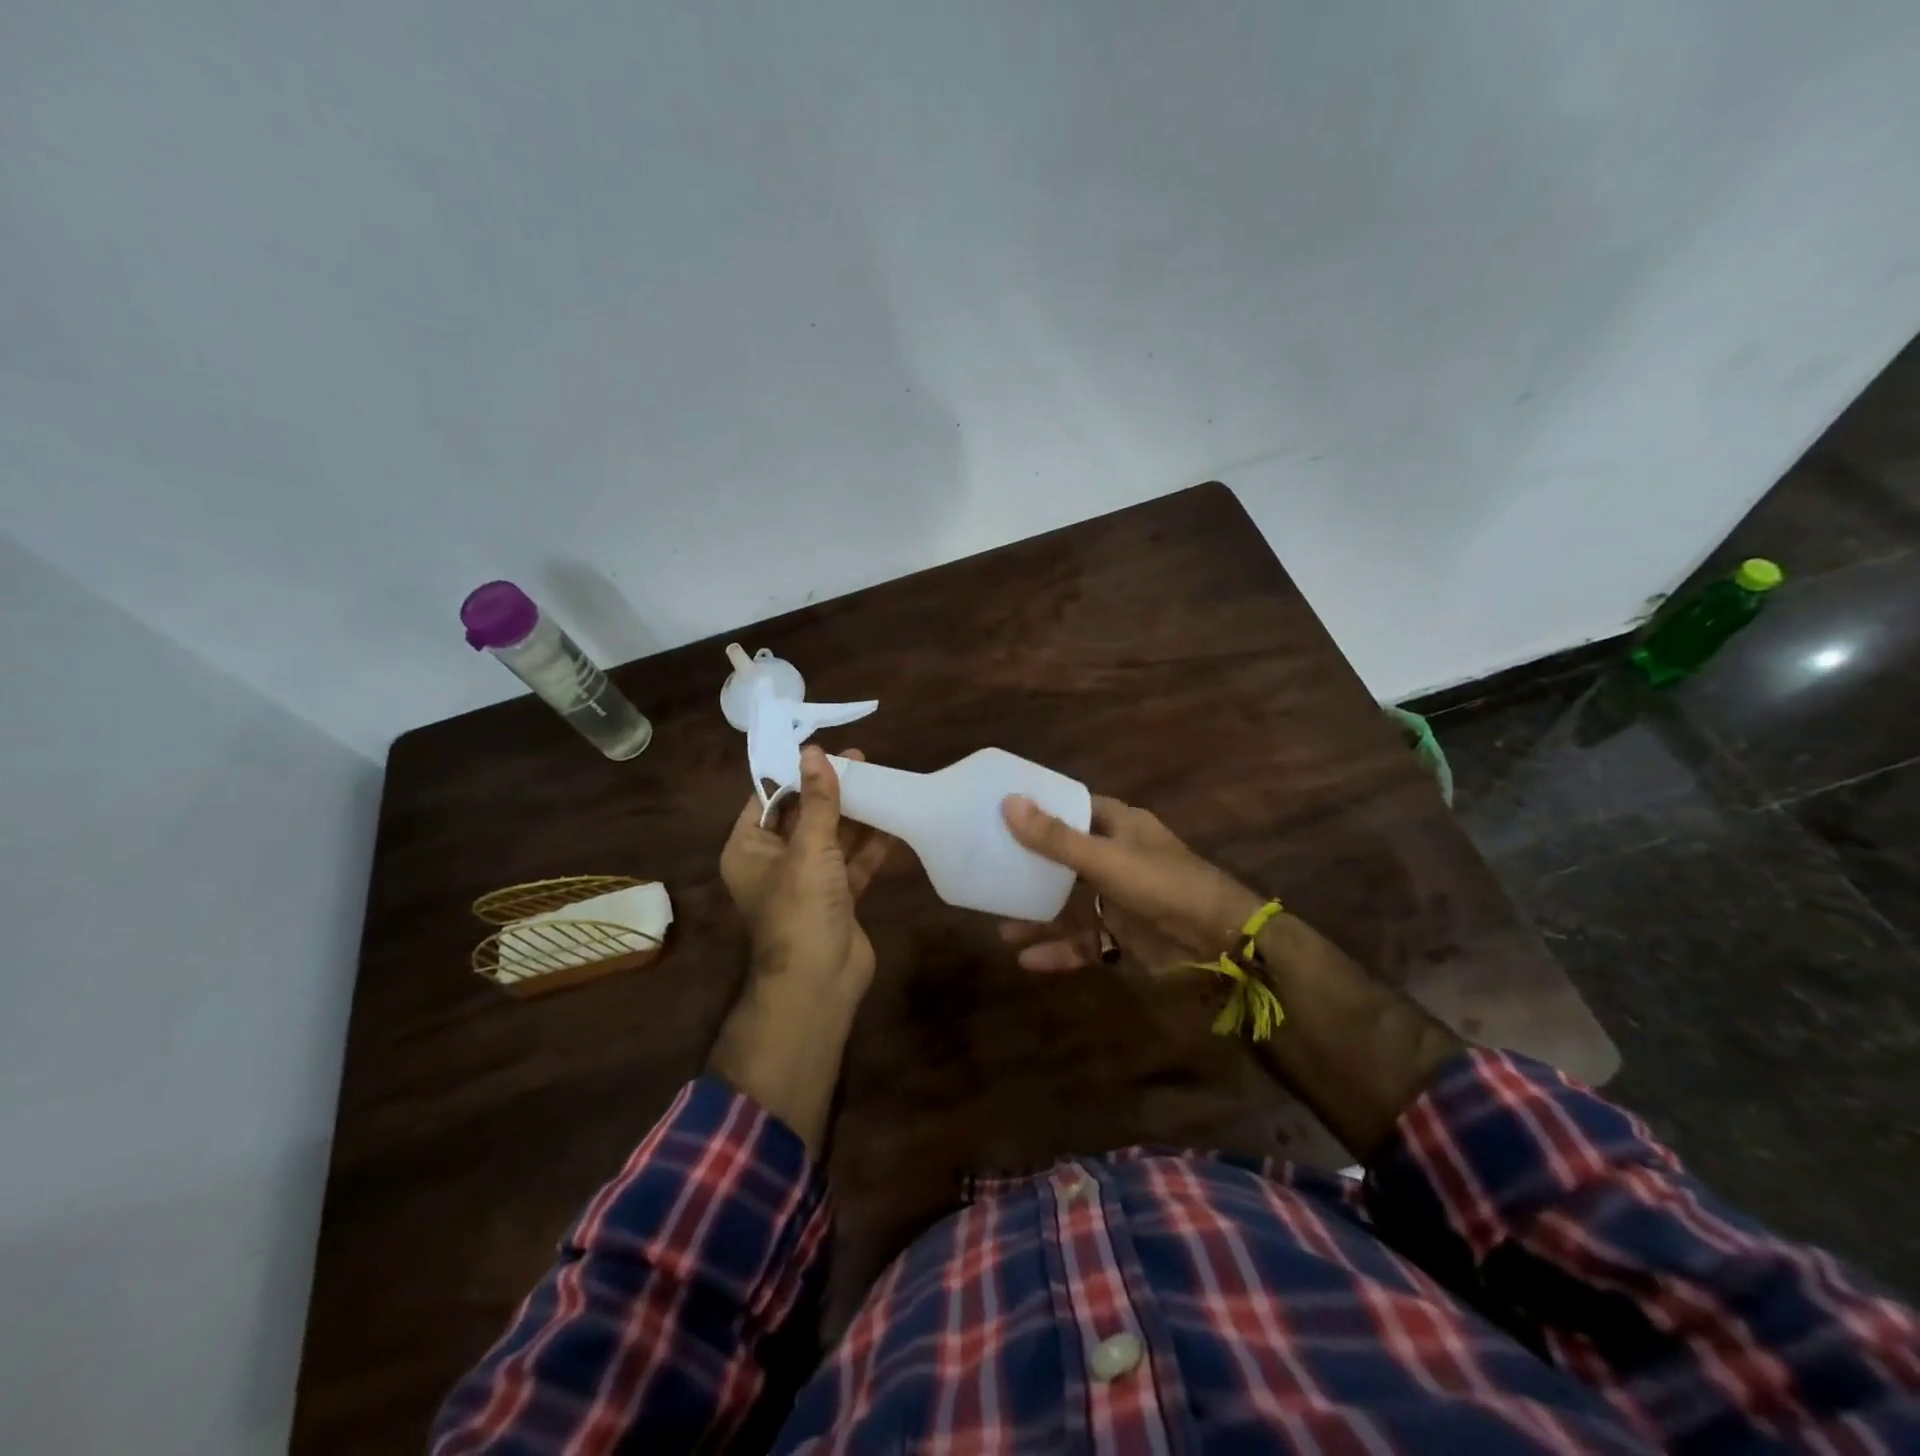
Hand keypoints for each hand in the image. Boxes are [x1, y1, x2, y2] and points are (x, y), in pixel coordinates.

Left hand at [720, 745, 893, 996]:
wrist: (819, 981)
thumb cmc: (800, 907)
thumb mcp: (808, 847)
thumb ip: (817, 800)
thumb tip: (814, 751)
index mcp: (749, 848)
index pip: (768, 798)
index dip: (795, 772)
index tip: (823, 747)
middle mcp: (774, 861)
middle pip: (804, 815)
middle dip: (830, 790)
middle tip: (860, 759)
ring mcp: (808, 880)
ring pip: (832, 837)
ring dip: (854, 813)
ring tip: (881, 779)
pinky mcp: (838, 896)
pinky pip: (853, 861)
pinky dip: (871, 843)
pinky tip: (894, 817)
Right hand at [998, 793, 1263, 974]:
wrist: (1218, 942)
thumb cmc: (1162, 884)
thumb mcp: (1104, 858)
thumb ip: (1055, 838)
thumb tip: (1008, 802)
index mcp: (1118, 825)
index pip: (1073, 808)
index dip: (1040, 809)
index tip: (1002, 812)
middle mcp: (1115, 857)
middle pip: (1064, 858)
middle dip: (1030, 868)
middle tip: (990, 871)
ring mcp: (1118, 898)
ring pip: (1070, 904)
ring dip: (1038, 916)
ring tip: (1000, 927)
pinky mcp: (1122, 934)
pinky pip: (1083, 940)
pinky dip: (1058, 950)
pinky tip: (1027, 960)